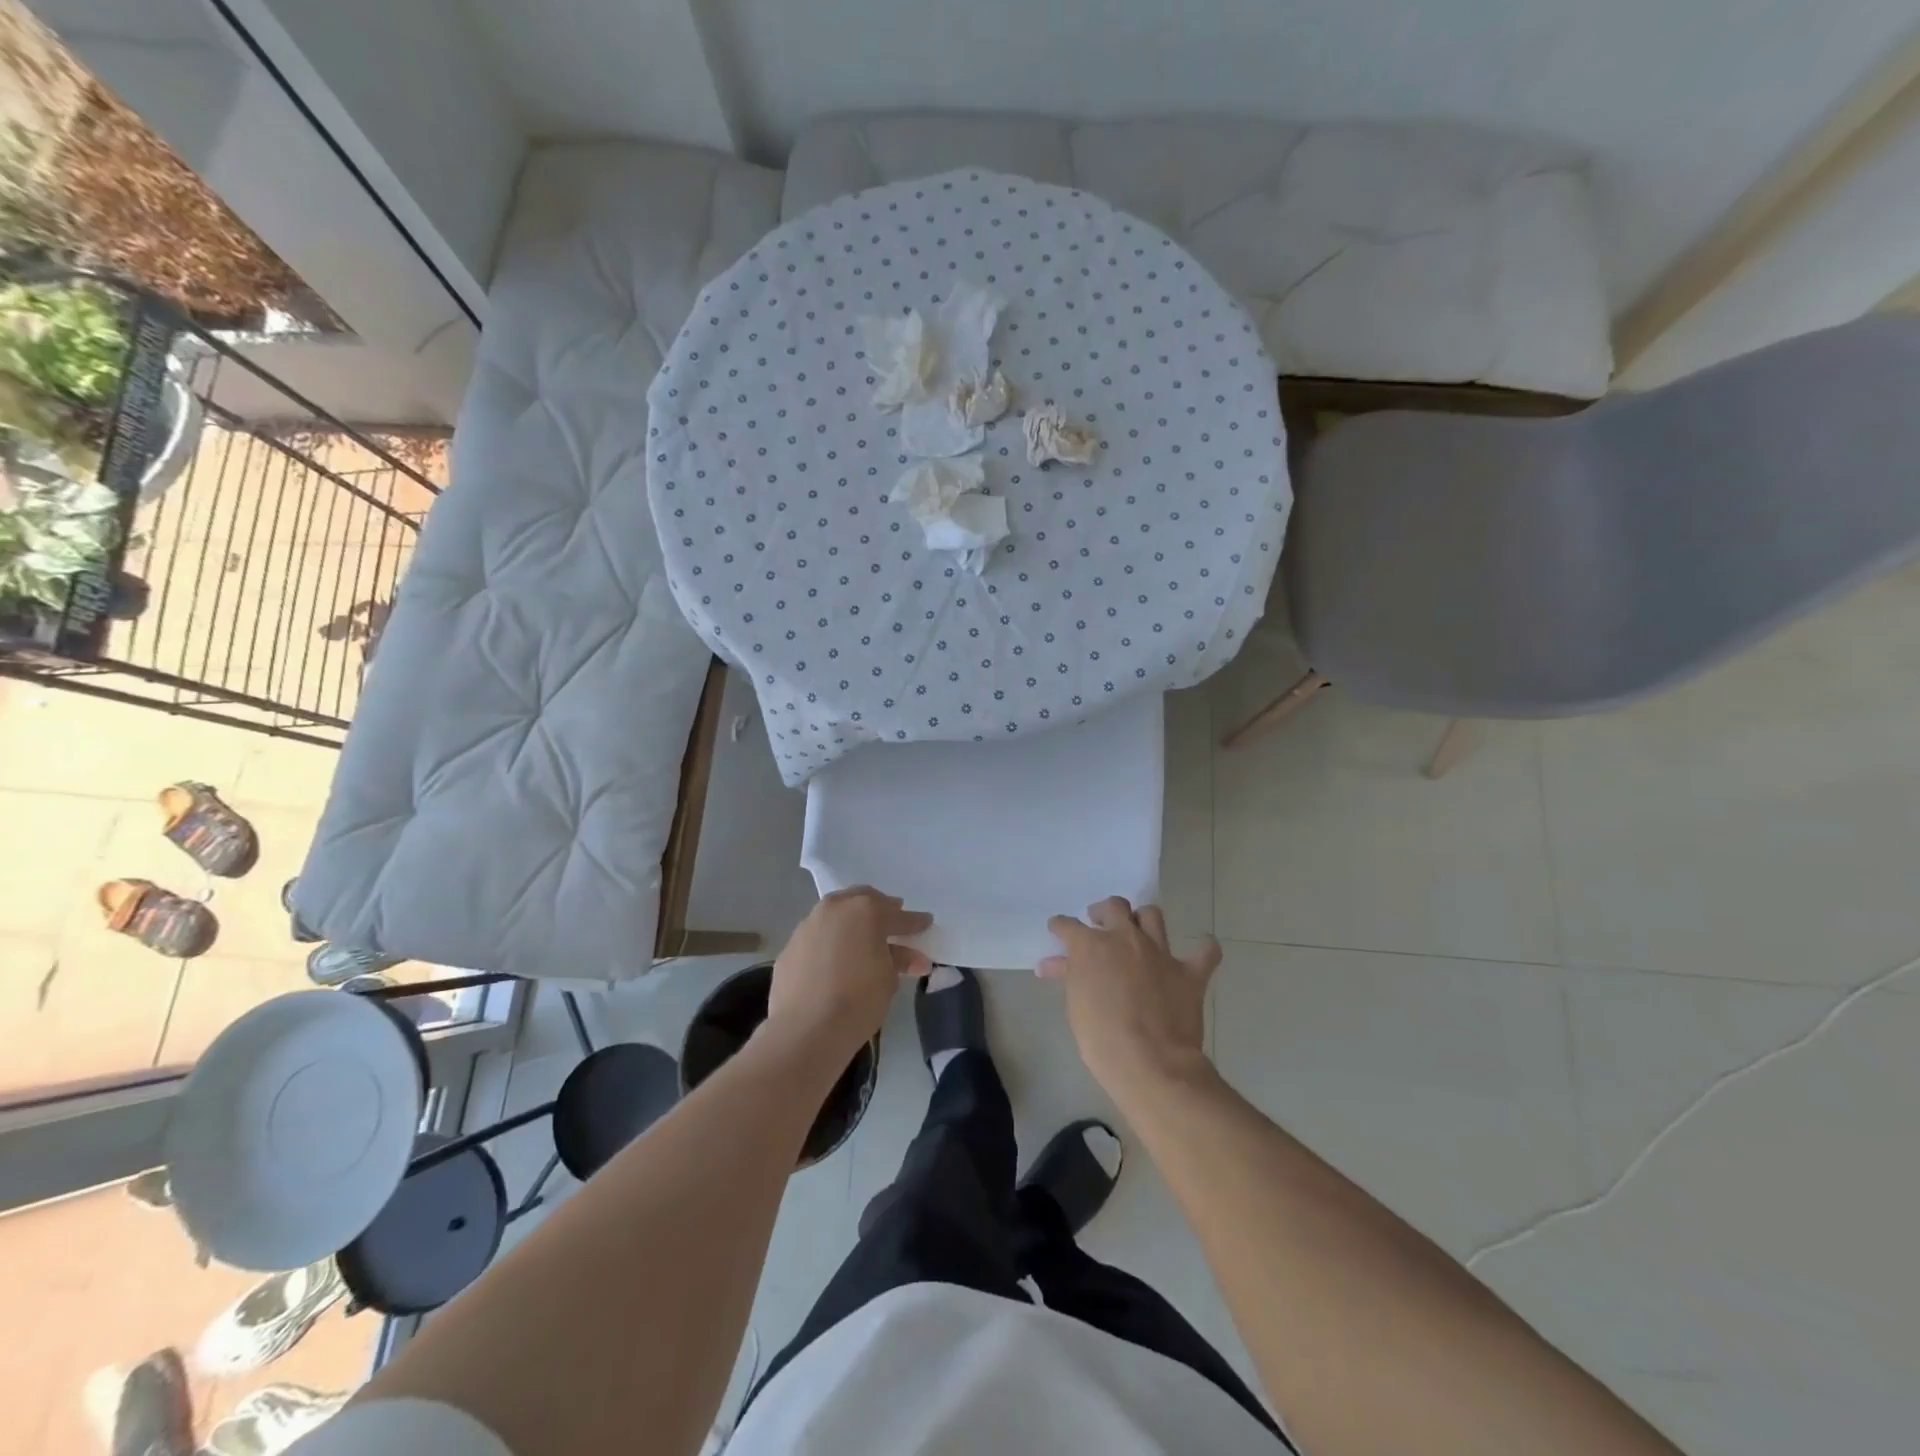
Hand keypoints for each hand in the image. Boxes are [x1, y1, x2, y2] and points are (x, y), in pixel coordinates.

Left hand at [767, 887, 931, 1060]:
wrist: (806, 1029)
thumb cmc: (858, 1000)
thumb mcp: (889, 980)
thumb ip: (899, 960)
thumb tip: (912, 957)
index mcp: (866, 911)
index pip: (898, 915)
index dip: (914, 922)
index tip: (925, 923)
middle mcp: (836, 908)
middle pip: (863, 900)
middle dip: (880, 909)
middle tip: (893, 921)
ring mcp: (809, 924)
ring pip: (836, 913)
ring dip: (852, 921)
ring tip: (863, 937)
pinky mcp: (791, 945)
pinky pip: (817, 935)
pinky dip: (830, 940)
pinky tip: (835, 958)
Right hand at [1042, 898, 1221, 1103]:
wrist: (1149, 1062)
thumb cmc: (1101, 1038)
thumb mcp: (1076, 1005)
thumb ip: (1070, 977)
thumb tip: (1053, 965)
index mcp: (1092, 946)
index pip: (1069, 926)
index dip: (1061, 926)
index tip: (1059, 928)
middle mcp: (1126, 939)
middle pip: (1114, 907)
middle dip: (1104, 912)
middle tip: (1100, 924)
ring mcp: (1160, 953)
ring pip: (1152, 916)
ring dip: (1143, 920)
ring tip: (1139, 931)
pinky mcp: (1190, 973)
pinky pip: (1205, 952)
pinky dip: (1204, 948)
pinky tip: (1202, 948)